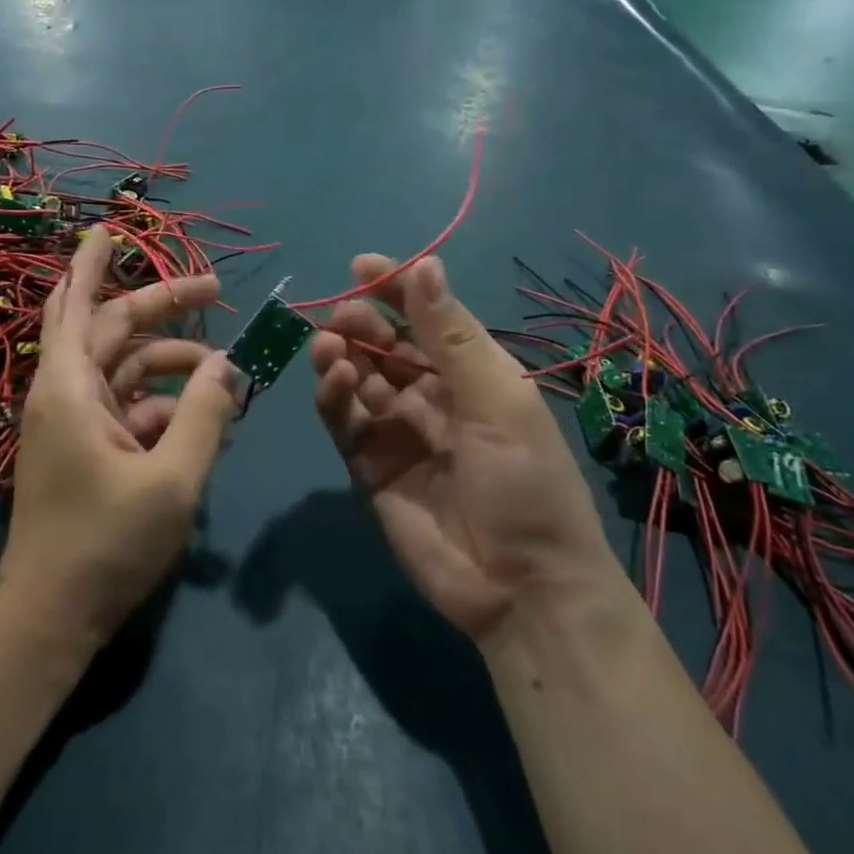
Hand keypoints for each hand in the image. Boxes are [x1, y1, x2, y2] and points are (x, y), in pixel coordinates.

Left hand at [3, 227, 238, 648]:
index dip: (92, 262)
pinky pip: (128, 406)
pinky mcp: (86, 448)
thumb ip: (205, 416)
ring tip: (226, 375)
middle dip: (163, 305)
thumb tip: (230, 366)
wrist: (52, 617)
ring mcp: (75, 422)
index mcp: (70, 388)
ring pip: (125, 368)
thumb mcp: (172, 480)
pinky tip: (202, 418)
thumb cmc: (106, 544)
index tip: (108, 226)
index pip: (78, 304)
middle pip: (113, 329)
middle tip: (215, 290)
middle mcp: (66, 393)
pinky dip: (163, 403)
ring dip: (173, 363)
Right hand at [310, 255, 614, 643]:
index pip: (427, 316)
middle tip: (342, 316)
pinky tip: (335, 381)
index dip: (395, 288)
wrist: (521, 589)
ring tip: (328, 346)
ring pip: (360, 378)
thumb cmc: (525, 483)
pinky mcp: (370, 466)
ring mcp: (399, 431)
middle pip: (386, 345)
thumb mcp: (496, 401)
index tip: (360, 266)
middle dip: (362, 322)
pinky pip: (345, 421)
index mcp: (473, 373)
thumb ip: (452, 336)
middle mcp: (433, 396)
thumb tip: (425, 263)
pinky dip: (334, 397)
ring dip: (342, 355)